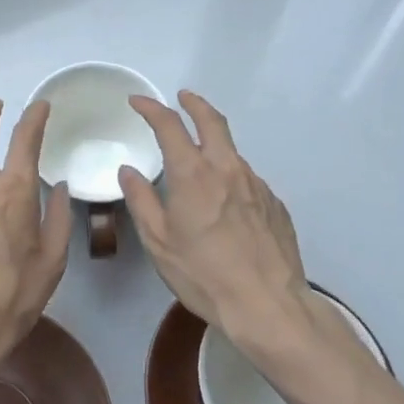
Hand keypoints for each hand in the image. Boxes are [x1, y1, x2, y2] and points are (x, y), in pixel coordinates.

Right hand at [118, 91, 315, 355]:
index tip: (138, 102)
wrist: (268, 306)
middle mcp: (227, 169)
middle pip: (212, 121)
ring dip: (214, 146)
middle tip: (183, 97)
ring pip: (232, 152)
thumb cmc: (204, 275)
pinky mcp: (275, 203)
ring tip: (201, 162)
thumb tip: (128, 171)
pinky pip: (248, 180)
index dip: (152, 108)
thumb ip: (141, 201)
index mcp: (193, 174)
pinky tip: (226, 203)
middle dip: (194, 103)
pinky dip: (231, 177)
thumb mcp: (159, 242)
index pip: (170, 126)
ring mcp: (256, 184)